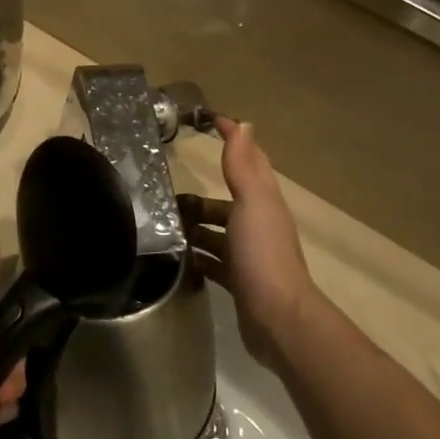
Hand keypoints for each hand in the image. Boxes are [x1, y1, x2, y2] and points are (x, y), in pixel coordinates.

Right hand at [181, 120, 318, 362]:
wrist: (276, 317)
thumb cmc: (262, 252)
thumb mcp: (251, 201)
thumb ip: (243, 165)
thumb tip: (244, 123)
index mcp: (264, 201)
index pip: (249, 160)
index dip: (233, 139)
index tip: (209, 121)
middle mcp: (258, 224)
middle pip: (227, 201)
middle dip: (199, 196)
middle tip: (165, 193)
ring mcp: (249, 254)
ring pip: (217, 232)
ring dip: (195, 227)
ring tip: (163, 226)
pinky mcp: (238, 281)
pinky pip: (213, 262)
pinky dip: (197, 257)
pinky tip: (177, 258)